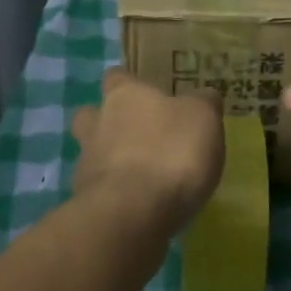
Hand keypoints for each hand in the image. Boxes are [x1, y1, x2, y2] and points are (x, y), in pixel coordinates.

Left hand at [71, 68, 225, 230]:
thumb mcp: (203, 118)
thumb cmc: (170, 152)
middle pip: (91, 115)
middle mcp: (97, 123)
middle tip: (137, 135)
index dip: (129, 83)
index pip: (116, 77)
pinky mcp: (87, 201)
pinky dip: (116, 195)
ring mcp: (86, 164)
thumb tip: (203, 97)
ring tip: (143, 177)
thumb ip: (203, 104)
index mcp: (124, 95)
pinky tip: (140, 206)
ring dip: (111, 162)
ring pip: (93, 154)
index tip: (146, 93)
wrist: (133, 214)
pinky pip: (100, 190)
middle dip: (107, 122)